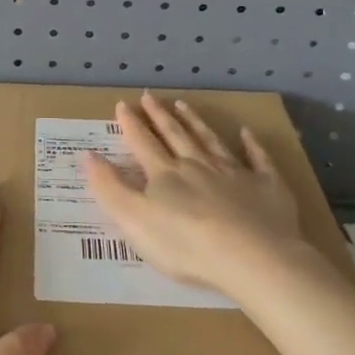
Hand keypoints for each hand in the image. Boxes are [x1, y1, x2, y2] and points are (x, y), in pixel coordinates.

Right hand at [84, 94, 316, 294]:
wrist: (252, 258)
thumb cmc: (185, 244)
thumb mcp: (133, 220)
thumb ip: (109, 187)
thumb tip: (87, 155)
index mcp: (165, 174)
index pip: (143, 143)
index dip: (131, 124)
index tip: (123, 104)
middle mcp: (198, 165)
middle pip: (176, 135)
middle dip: (160, 115)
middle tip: (149, 96)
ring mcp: (235, 173)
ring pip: (211, 140)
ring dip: (195, 122)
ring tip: (183, 104)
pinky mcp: (268, 187)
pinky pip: (258, 160)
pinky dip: (251, 145)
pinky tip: (246, 133)